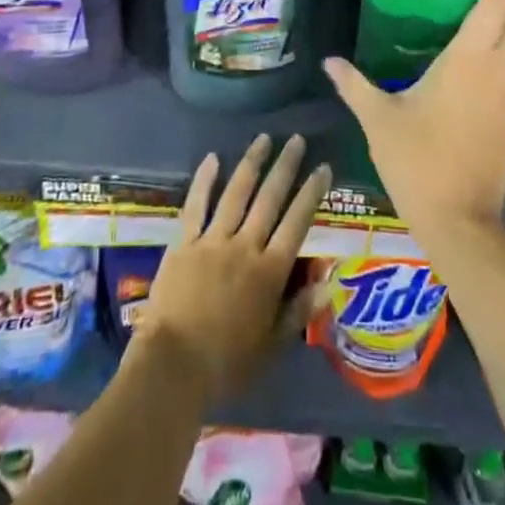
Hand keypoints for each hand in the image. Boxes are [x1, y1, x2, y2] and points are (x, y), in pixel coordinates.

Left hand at [132, 134, 330, 402]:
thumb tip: (330, 283)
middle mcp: (245, 246)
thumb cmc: (227, 363)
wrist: (174, 365)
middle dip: (285, 166)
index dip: (312, 193)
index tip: (323, 167)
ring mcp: (213, 239)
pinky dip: (205, 179)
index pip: (297, 223)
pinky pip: (196, 204)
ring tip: (263, 139)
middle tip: (296, 139)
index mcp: (270, 271)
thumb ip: (299, 312)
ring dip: (252, 163)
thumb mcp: (272, 346)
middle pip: (270, 198)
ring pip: (236, 192)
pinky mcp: (184, 241)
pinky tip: (213, 158)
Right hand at [323, 0, 504, 241]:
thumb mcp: (379, 119)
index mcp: (469, 61)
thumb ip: (355, 84)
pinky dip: (494, 60)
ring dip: (499, 30)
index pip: (495, 3)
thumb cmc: (419, 161)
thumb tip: (330, 61)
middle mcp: (497, 72)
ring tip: (462, 24)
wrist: (461, 224)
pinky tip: (462, 73)